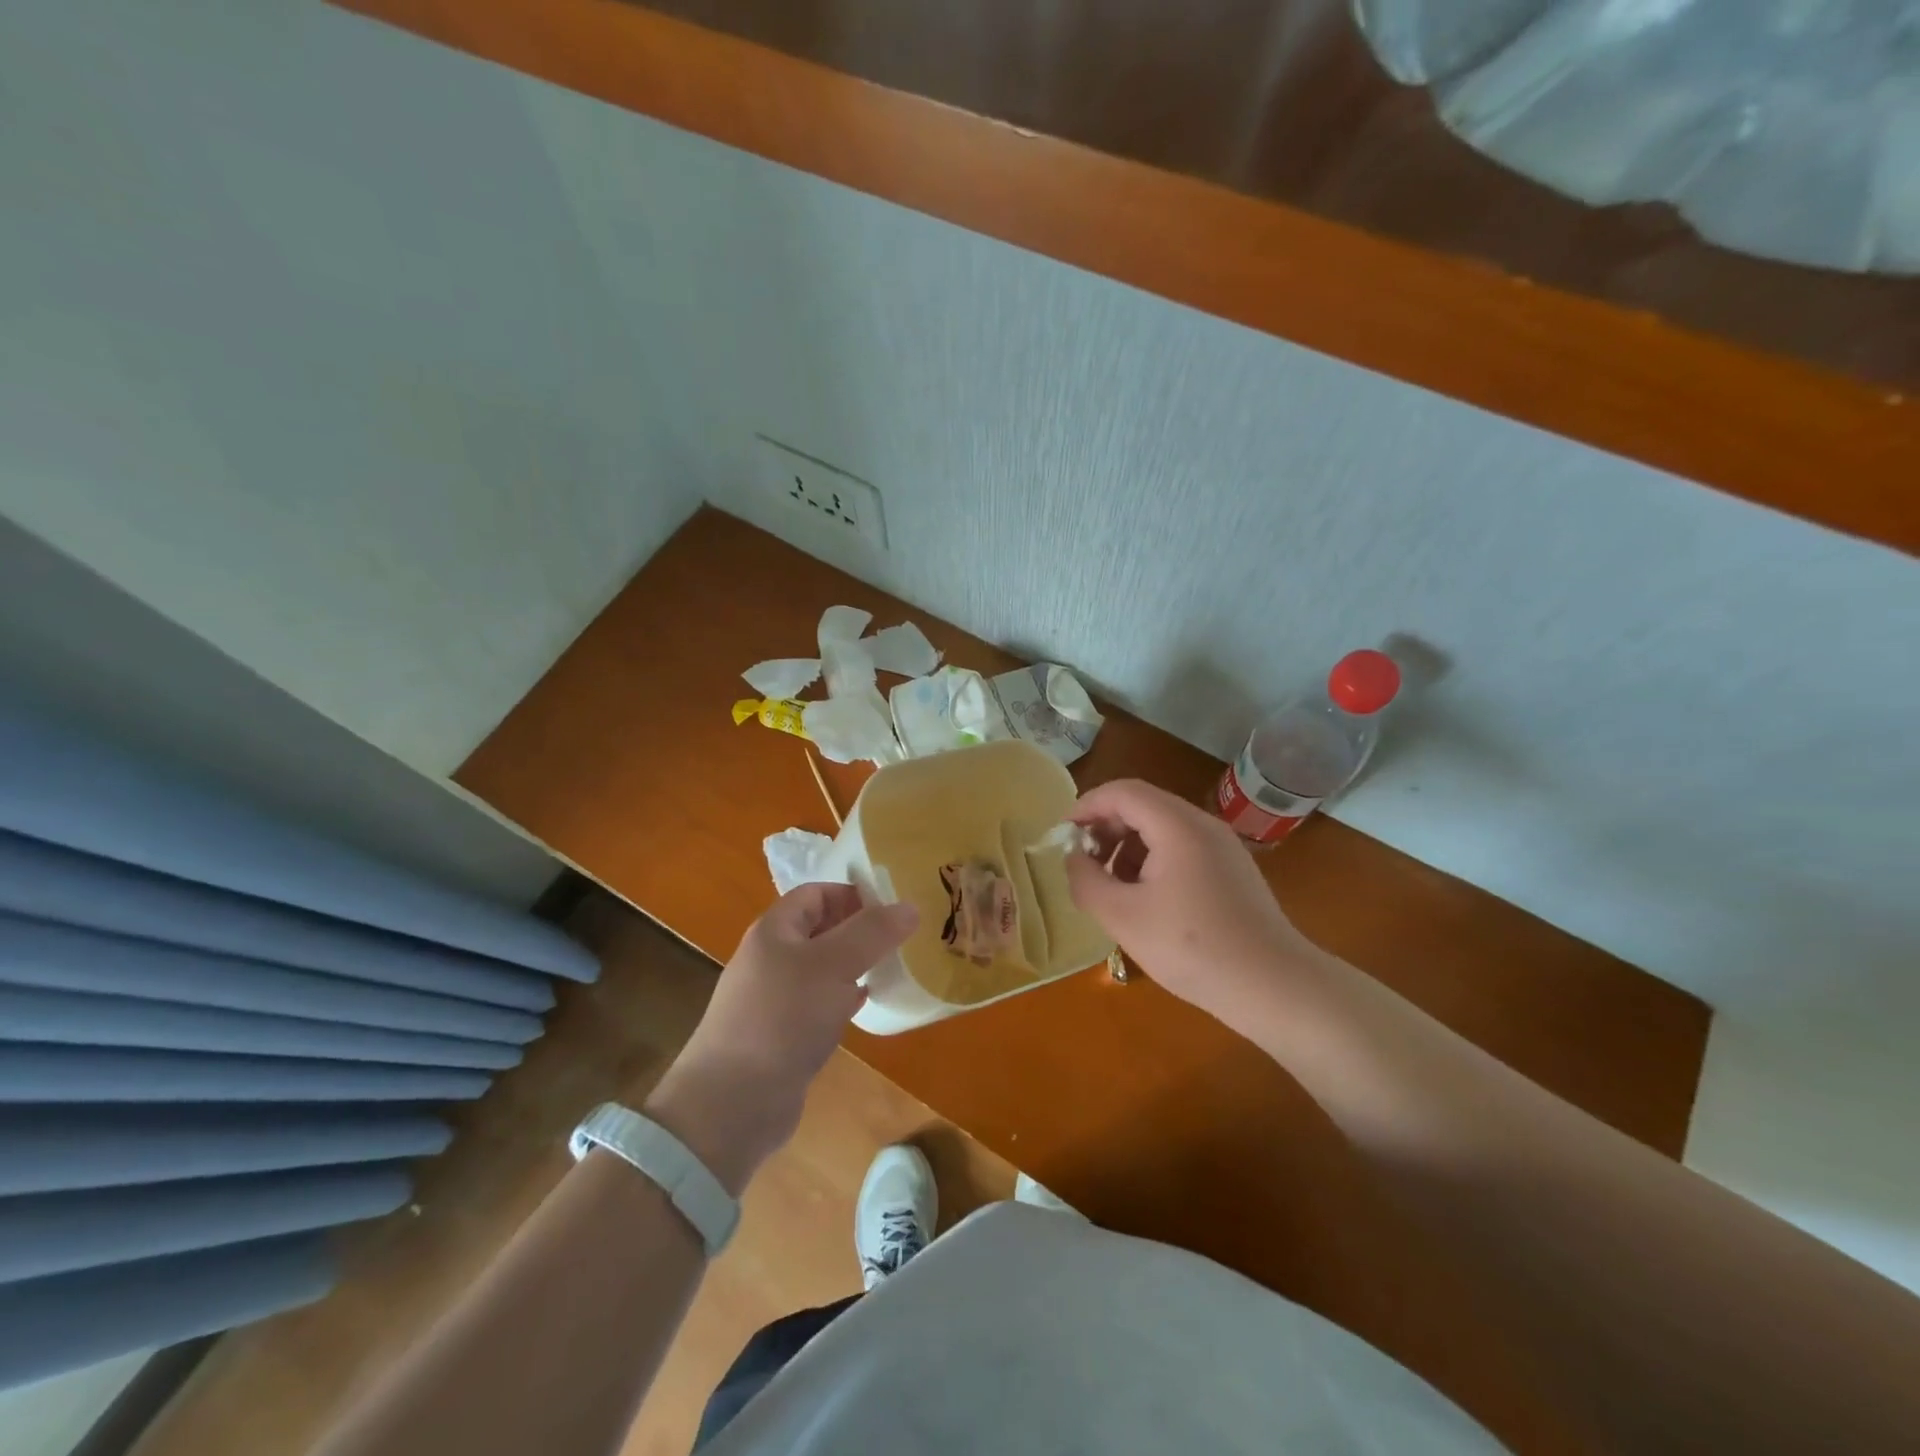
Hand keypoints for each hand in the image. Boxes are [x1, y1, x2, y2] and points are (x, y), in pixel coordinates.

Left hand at [645, 884, 916, 1191]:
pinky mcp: (781, 1035)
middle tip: (901, 938)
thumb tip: (910, 906)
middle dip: (859, 930)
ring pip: (822, 968)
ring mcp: (773, 999)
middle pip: (820, 929)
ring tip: (892, 968)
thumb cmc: (782, 1018)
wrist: (732, 1104)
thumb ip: (872, 933)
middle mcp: (771, 958)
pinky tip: (865, 1006)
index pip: (816, 894)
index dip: (853, 894)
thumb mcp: (832, 965)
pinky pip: (818, 1004)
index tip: (893, 908)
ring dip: (854, 966)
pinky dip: (843, 999)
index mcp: (774, 930)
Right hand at [1065, 779, 1320, 1025]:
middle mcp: (1203, 824)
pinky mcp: (1233, 870)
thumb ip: (1086, 880)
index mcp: (1177, 826)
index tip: (1063, 835)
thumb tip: (1074, 857)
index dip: (1087, 806)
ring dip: (1128, 846)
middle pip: (1143, 805)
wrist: (1273, 986)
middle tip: (1083, 863)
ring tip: (1111, 886)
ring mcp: (1223, 846)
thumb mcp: (1122, 917)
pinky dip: (1154, 860)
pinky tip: (1145, 899)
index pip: (1122, 792)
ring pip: (1163, 828)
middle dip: (1106, 828)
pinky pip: (1183, 848)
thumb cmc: (1191, 948)